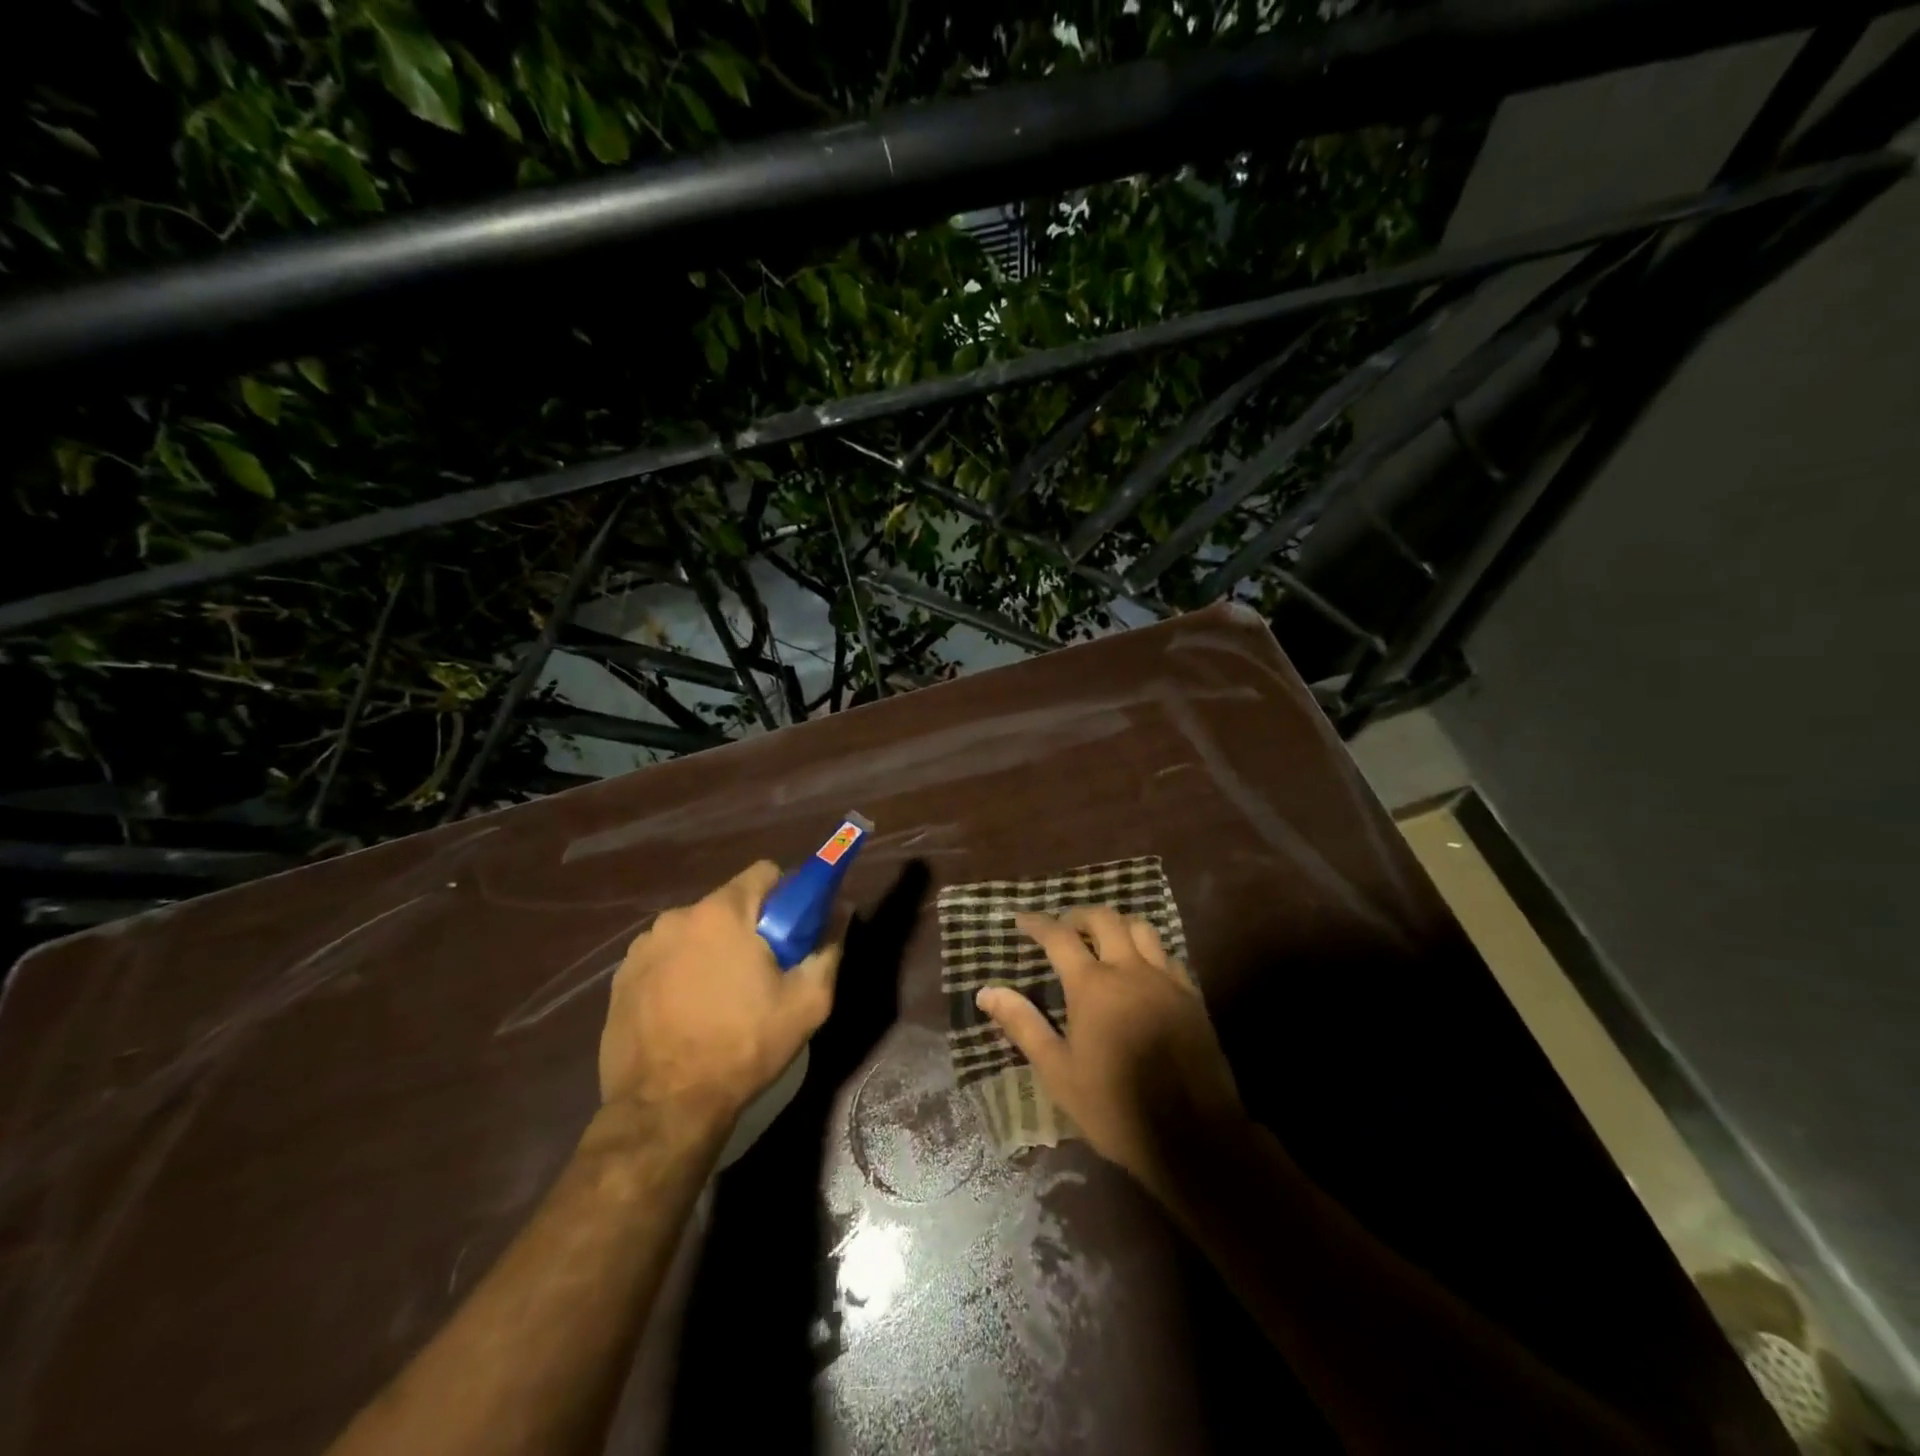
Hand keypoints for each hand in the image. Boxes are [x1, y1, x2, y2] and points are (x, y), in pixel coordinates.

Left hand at [600, 862, 840, 1122]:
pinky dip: (681, 972)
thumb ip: (828, 949)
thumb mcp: (807, 1003)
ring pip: (695, 932)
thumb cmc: (743, 1047)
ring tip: (722, 999)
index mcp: (722, 913)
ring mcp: (642, 948)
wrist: (664, 1108)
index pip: (764, 873)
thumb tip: (842, 912)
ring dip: (712, 950)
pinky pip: (665, 958)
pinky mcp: (621, 978)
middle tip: (763, 973)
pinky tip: (687, 1013)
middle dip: (749, 928)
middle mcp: (677, 917)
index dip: (786, 895)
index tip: (793, 929)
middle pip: (728, 905)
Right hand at [977, 907, 1243, 1203]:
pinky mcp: (1191, 996)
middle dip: (1079, 916)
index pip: (1059, 937)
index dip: (1038, 923)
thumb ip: (1023, 1025)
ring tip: (1101, 941)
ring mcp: (1166, 980)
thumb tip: (987, 992)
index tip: (1022, 919)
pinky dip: (1146, 949)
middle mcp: (1130, 970)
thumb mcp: (1058, 1072)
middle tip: (1063, 928)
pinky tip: (1139, 970)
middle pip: (1104, 919)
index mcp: (1093, 986)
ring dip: (1116, 925)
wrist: (1193, 1138)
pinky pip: (1166, 954)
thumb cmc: (1114, 1108)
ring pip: (1140, 928)